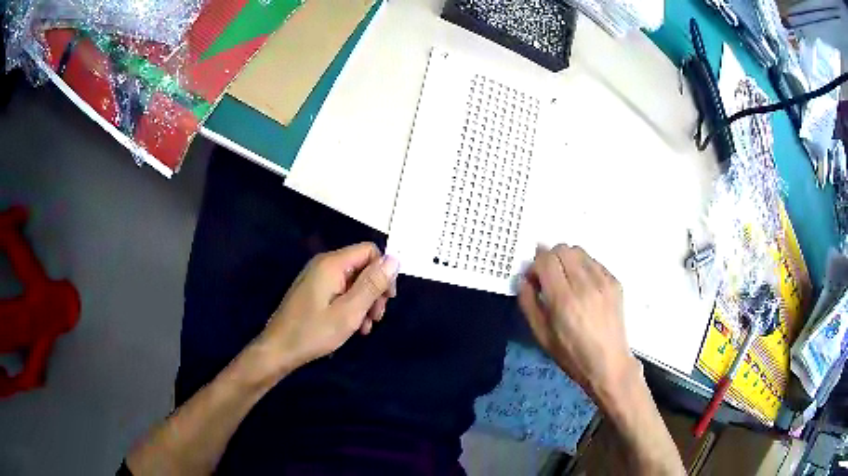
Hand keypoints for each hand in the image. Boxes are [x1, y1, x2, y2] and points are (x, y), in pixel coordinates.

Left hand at [258, 243, 398, 374]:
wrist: (279, 349)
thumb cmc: (314, 332)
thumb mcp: (349, 311)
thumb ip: (372, 284)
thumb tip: (394, 259)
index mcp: (332, 264)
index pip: (370, 251)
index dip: (384, 272)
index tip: (387, 299)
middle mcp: (324, 264)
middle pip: (362, 266)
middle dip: (375, 290)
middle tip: (377, 317)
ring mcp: (317, 277)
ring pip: (353, 281)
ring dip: (365, 302)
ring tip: (366, 327)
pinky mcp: (313, 290)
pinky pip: (340, 290)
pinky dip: (351, 305)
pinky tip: (354, 326)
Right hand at [518, 244, 637, 403]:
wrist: (608, 363)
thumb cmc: (571, 354)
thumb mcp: (541, 335)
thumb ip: (528, 303)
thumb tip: (523, 279)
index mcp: (564, 300)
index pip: (546, 260)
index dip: (535, 265)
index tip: (534, 279)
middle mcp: (585, 284)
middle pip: (562, 249)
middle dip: (550, 258)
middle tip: (548, 277)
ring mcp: (603, 281)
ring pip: (579, 251)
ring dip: (567, 260)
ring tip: (567, 280)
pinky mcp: (615, 282)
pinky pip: (594, 261)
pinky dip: (583, 267)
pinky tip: (583, 286)